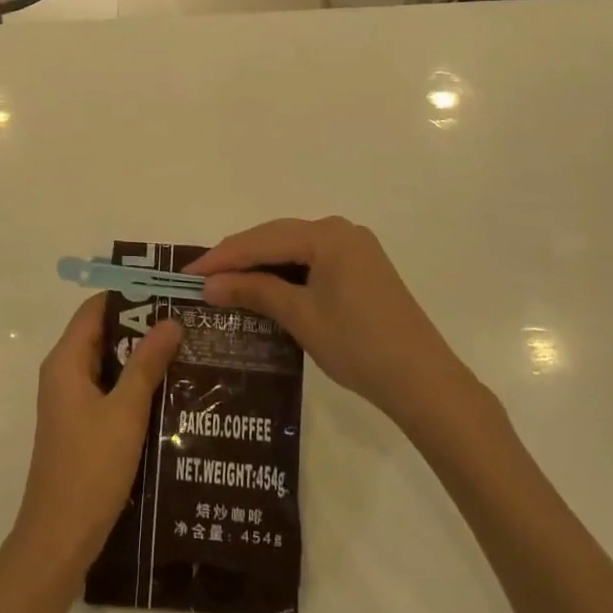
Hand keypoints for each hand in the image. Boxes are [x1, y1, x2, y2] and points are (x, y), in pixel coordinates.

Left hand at [11, 294, 180, 581]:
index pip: (96, 308)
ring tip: (185, 352)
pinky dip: (133, 385)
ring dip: (140, 358)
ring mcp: (70, 402)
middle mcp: (64, 374)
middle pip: (103, 334)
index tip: (167, 292)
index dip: (129, 295)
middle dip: (141, 327)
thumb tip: (170, 320)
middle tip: (185, 322)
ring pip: (108, 364)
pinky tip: (168, 393)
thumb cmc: (90, 469)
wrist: (58, 542)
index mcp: (66, 361)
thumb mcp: (125, 412)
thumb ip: (147, 364)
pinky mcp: (80, 427)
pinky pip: (108, 390)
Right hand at [186, 218, 464, 425]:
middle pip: (276, 237)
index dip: (222, 257)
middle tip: (202, 278)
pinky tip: (264, 288)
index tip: (187, 273)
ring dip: (260, 265)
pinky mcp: (361, 268)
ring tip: (224, 283)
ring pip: (293, 249)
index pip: (262, 240)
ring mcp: (354, 248)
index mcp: (327, 235)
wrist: (424, 382)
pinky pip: (311, 261)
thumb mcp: (300, 316)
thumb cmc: (359, 346)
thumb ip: (254, 291)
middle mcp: (340, 230)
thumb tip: (208, 285)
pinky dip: (284, 273)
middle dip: (238, 258)